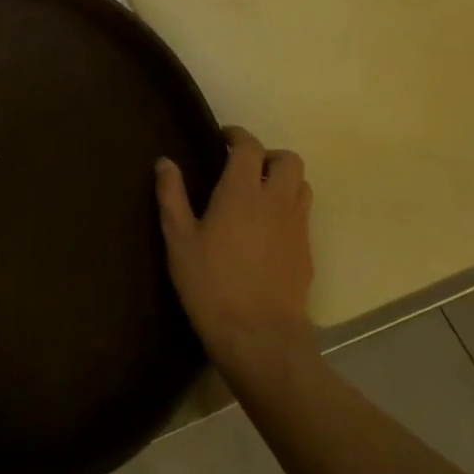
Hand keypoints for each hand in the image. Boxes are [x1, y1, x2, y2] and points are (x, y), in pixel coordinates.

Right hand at [157, 127, 315, 370]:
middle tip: (243, 166)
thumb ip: (172, 195)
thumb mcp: (178, 238)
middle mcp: (276, 201)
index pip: (250, 146)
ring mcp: (297, 227)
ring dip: (283, 180)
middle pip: (288, 159)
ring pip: (302, 186)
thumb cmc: (210, 283)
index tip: (222, 138)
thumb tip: (165, 162)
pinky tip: (265, 231)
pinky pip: (303, 216)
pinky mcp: (307, 253)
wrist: (259, 337)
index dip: (237, 135)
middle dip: (268, 155)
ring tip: (258, 194)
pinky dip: (288, 209)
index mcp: (242, 191)